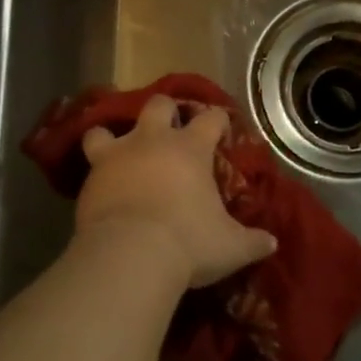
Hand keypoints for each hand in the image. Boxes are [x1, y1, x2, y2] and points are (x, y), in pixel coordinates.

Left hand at [74, 95, 277, 289]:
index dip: (218, 120)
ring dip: (114, 136)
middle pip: (158, 104)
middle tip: (170, 131)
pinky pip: (89, 162)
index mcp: (191, 148)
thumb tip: (271, 243)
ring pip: (108, 127)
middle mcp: (153, 140)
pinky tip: (102, 185)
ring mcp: (117, 155)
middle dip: (165, 112)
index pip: (211, 118)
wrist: (130, 255)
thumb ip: (252, 241)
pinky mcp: (91, 177)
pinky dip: (97, 170)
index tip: (221, 128)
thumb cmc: (188, 243)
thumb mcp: (230, 247)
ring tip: (121, 152)